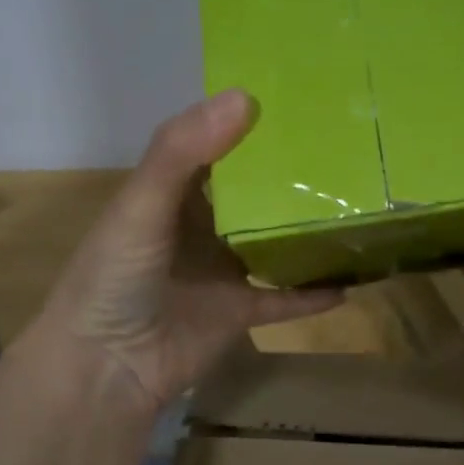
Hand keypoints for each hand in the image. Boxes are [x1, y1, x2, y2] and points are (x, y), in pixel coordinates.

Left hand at [30, 89, 343, 413]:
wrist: (106, 368)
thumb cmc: (115, 278)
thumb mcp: (141, 205)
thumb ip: (182, 152)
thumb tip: (244, 96)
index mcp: (172, 194)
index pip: (215, 146)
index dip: (248, 123)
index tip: (300, 99)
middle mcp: (200, 227)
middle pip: (252, 193)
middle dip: (290, 174)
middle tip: (347, 147)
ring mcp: (221, 271)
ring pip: (273, 243)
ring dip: (306, 230)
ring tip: (357, 205)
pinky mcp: (239, 312)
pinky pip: (284, 298)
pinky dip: (312, 293)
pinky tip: (352, 279)